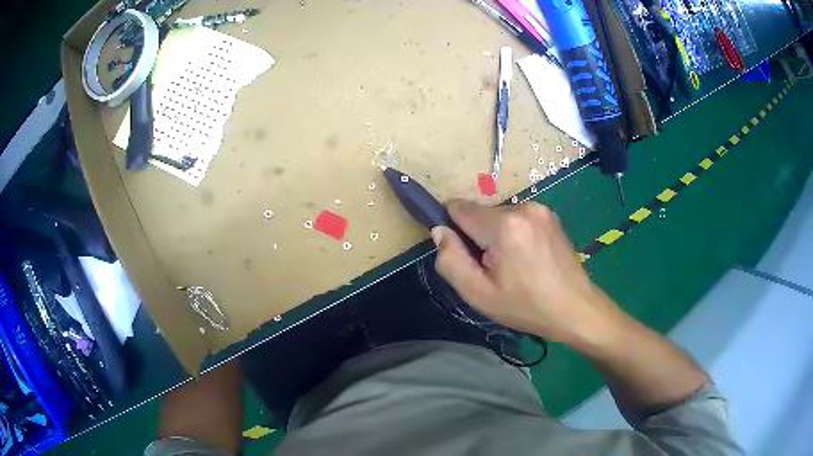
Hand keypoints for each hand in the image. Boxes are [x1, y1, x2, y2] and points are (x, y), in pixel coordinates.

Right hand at [431, 200, 620, 344]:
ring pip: (499, 216)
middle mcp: (523, 207)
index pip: (459, 208)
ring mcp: (540, 209)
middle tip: (493, 269)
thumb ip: (451, 260)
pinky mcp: (550, 215)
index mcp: (504, 225)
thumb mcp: (479, 294)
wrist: (576, 309)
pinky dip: (514, 233)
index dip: (453, 229)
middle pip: (481, 214)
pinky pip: (518, 218)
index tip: (464, 255)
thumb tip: (439, 231)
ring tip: (513, 266)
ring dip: (496, 235)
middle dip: (478, 236)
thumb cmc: (526, 306)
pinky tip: (527, 258)